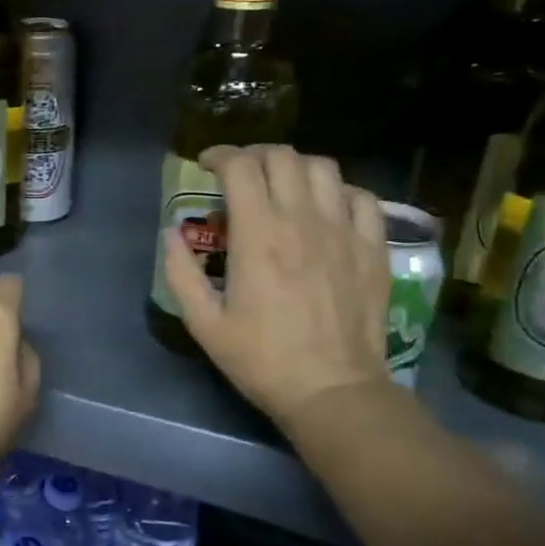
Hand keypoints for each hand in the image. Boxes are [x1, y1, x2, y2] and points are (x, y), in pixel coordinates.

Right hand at [162, 145, 393, 428]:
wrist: (333, 390)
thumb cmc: (261, 359)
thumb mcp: (203, 323)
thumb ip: (180, 272)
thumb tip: (172, 234)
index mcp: (258, 235)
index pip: (240, 167)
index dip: (219, 156)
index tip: (205, 166)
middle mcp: (302, 220)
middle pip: (281, 157)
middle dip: (254, 155)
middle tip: (239, 173)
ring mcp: (344, 231)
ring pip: (323, 168)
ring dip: (295, 166)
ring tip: (281, 184)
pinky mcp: (373, 248)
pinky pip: (362, 197)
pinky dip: (339, 191)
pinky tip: (326, 208)